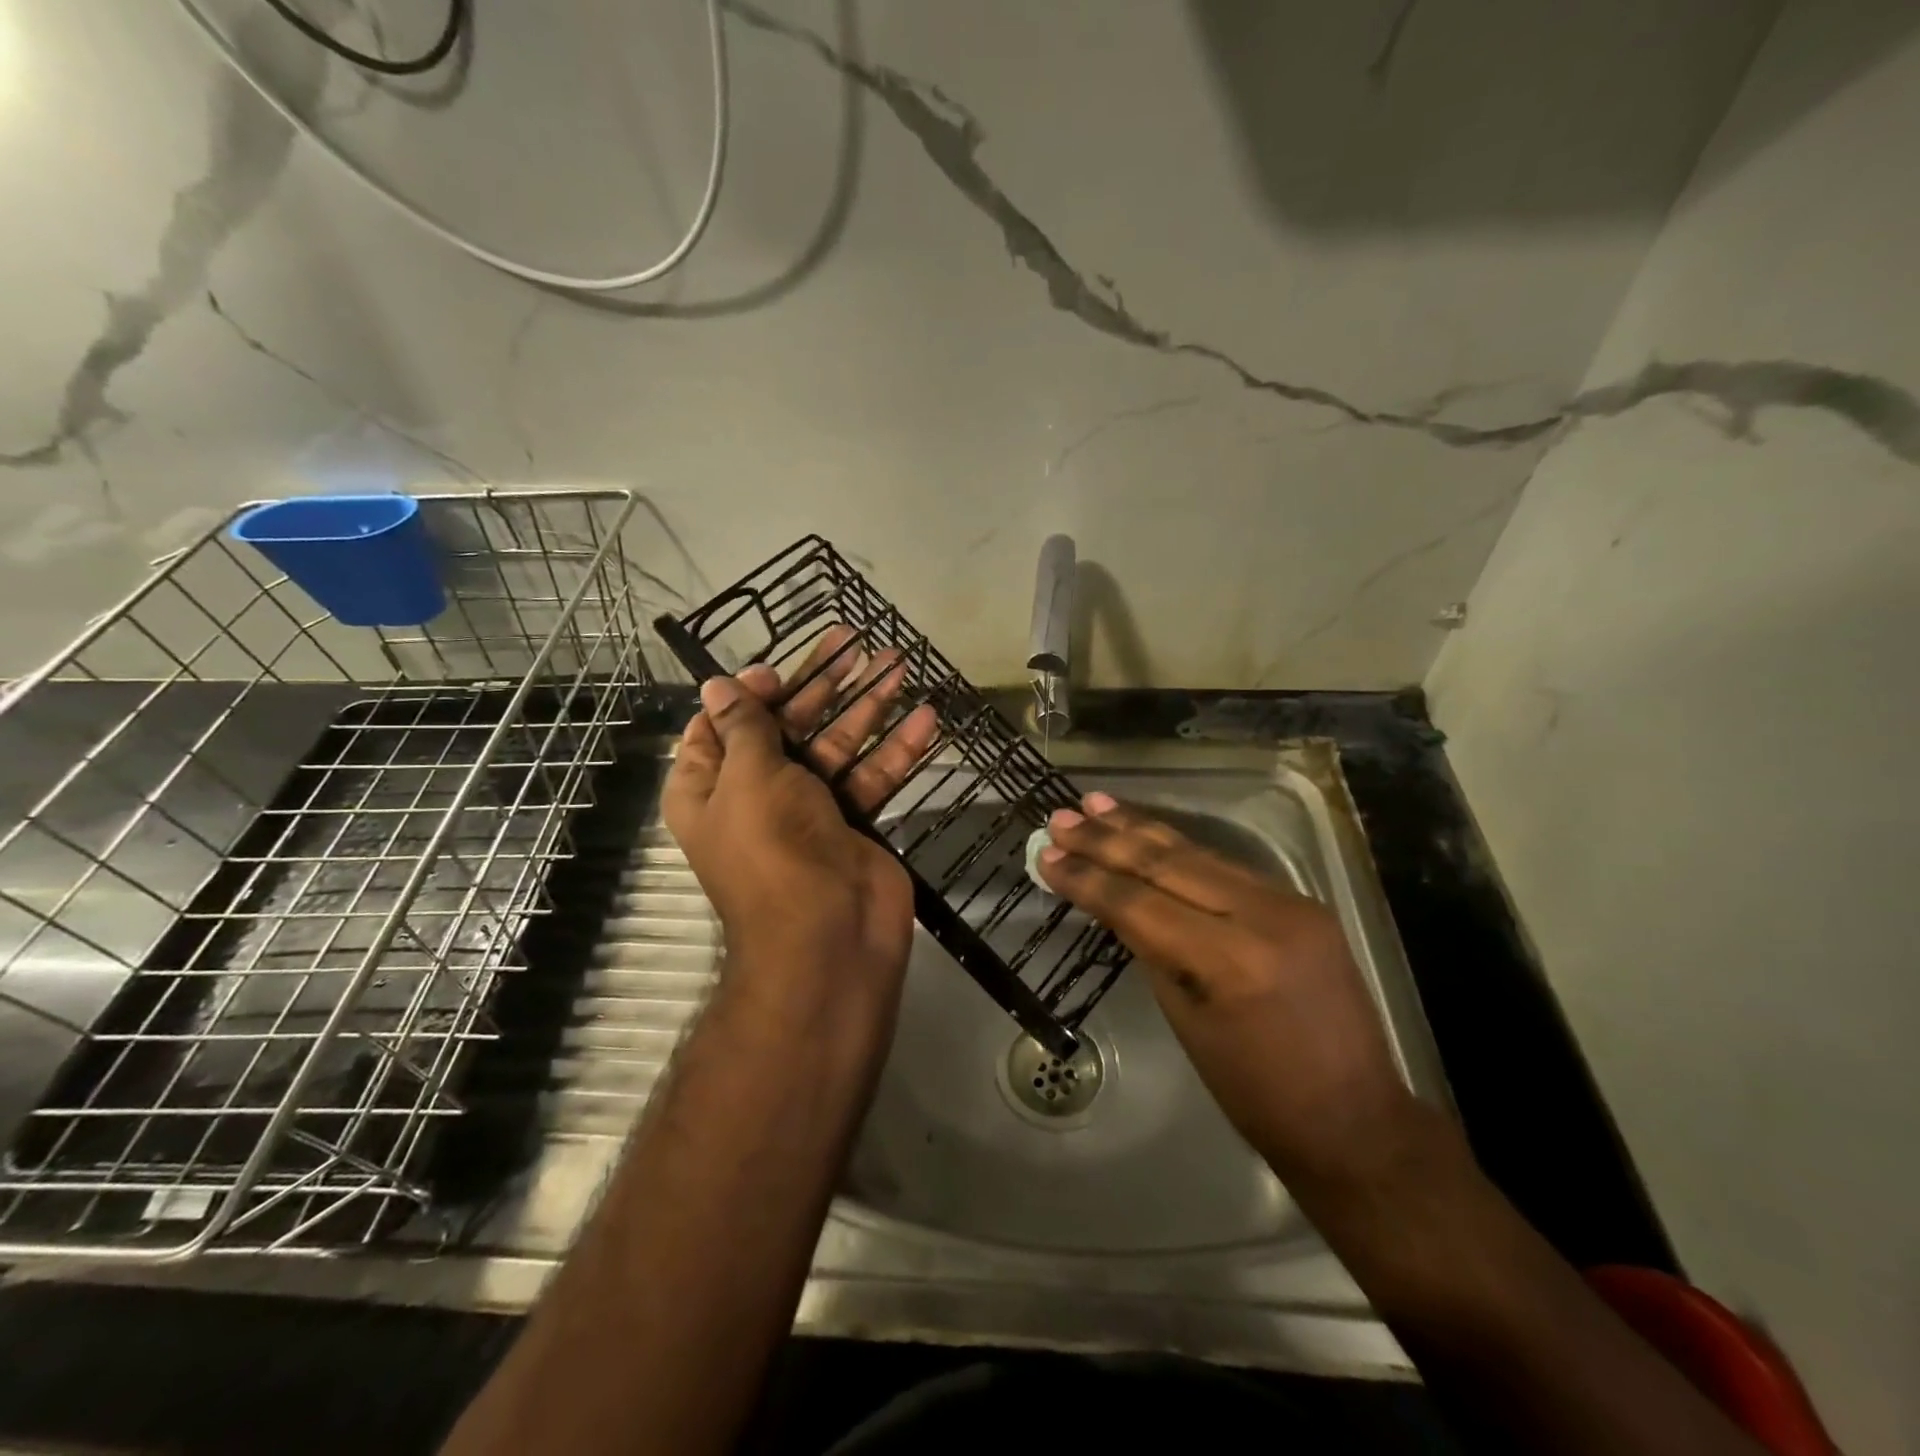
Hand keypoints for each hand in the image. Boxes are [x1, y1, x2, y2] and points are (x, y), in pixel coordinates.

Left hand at [663, 629, 939, 1032]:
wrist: (828, 939)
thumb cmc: (773, 848)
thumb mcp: (749, 776)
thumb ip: (744, 726)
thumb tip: (716, 683)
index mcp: (711, 786)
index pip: (721, 725)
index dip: (748, 693)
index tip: (779, 670)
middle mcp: (756, 795)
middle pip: (788, 727)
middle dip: (822, 685)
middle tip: (856, 644)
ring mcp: (809, 810)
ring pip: (837, 746)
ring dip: (868, 707)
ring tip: (899, 662)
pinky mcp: (854, 823)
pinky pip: (872, 777)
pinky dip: (897, 750)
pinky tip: (926, 718)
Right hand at [1037, 793, 1422, 1192]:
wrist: (1355, 1121)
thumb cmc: (1256, 1092)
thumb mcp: (1186, 1021)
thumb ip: (1153, 950)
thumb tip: (1118, 904)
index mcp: (1229, 960)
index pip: (1140, 903)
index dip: (1087, 878)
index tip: (1046, 856)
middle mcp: (1263, 916)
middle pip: (1168, 864)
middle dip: (1107, 840)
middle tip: (1061, 818)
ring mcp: (1290, 903)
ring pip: (1199, 854)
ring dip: (1142, 829)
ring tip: (1096, 804)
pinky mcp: (1302, 903)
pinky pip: (1228, 869)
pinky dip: (1182, 850)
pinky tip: (1151, 834)